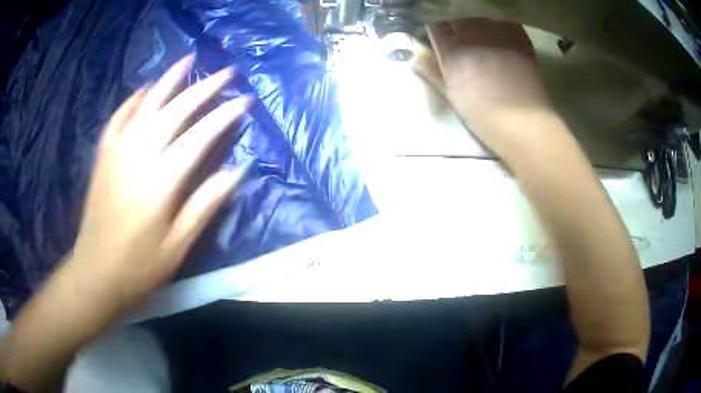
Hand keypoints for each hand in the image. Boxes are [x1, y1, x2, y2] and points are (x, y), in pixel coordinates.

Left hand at [67, 55, 251, 313]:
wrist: (95, 273)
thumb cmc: (139, 267)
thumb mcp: (178, 246)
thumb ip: (205, 205)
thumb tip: (236, 171)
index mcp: (160, 181)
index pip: (199, 137)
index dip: (224, 116)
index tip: (245, 100)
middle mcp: (138, 156)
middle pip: (175, 111)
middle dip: (203, 88)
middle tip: (226, 72)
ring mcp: (117, 153)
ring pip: (146, 105)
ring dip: (169, 80)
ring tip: (188, 60)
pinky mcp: (104, 157)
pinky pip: (118, 118)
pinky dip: (133, 100)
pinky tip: (144, 89)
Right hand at [425, 19, 552, 136]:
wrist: (523, 121)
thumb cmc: (483, 114)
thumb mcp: (451, 96)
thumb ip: (431, 73)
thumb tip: (414, 59)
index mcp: (451, 49)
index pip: (434, 24)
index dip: (436, 28)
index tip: (439, 34)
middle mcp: (471, 33)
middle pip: (456, 14)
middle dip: (454, 21)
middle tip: (460, 33)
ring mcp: (496, 31)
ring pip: (479, 14)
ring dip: (476, 19)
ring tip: (481, 32)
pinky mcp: (517, 34)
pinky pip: (502, 19)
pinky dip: (498, 23)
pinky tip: (500, 35)